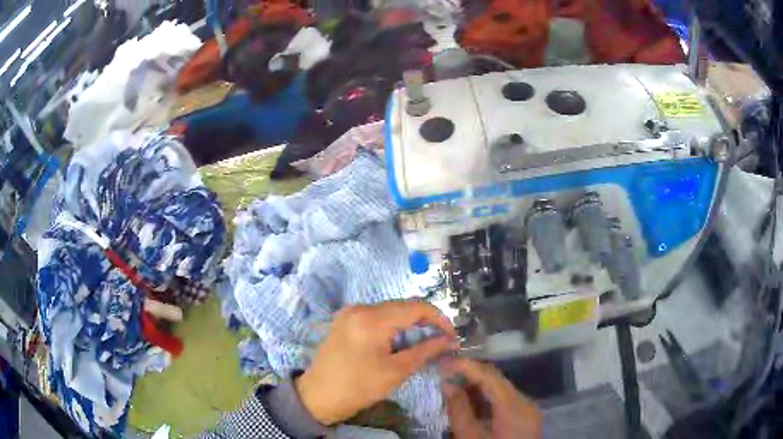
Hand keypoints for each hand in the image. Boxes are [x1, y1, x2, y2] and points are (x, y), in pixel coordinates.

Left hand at [295, 301, 457, 424]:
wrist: (319, 396)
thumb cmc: (359, 386)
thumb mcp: (396, 371)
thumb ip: (425, 350)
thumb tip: (450, 341)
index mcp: (372, 318)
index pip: (415, 307)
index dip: (438, 318)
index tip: (452, 334)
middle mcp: (360, 307)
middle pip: (401, 306)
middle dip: (424, 320)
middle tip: (441, 339)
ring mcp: (349, 312)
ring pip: (389, 310)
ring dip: (408, 323)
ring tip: (423, 340)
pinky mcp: (344, 320)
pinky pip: (375, 316)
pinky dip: (391, 325)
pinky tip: (399, 340)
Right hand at [440, 358, 542, 438]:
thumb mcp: (470, 437)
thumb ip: (459, 410)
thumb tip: (447, 384)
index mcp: (513, 406)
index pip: (489, 376)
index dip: (466, 366)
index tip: (443, 362)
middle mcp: (525, 401)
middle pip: (497, 379)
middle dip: (471, 374)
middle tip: (445, 374)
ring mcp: (528, 408)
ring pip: (501, 388)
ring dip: (478, 386)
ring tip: (454, 387)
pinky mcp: (526, 416)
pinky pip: (506, 399)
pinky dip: (487, 398)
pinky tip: (471, 403)